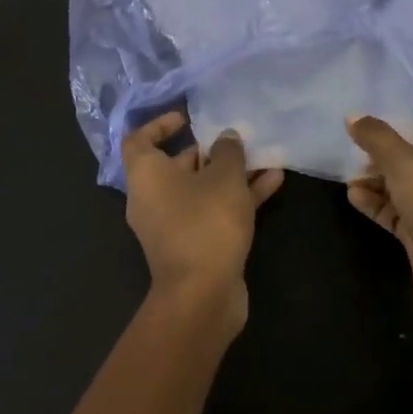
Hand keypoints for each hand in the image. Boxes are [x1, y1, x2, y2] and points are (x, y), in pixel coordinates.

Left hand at [122, 112, 284, 336]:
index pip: (139, 140)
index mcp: (146, 176)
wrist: (202, 295)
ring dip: (231, 174)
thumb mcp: (224, 177)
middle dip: (210, 151)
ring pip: (201, 190)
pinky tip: (273, 183)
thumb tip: (226, 139)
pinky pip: (213, 211)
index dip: (159, 124)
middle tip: (238, 138)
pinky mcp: (194, 245)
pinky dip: (237, 197)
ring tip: (265, 157)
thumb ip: (228, 152)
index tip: (187, 118)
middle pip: (177, 165)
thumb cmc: (205, 222)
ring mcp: (173, 225)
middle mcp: (152, 198)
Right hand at [345, 117, 412, 335]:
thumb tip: (352, 116)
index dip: (407, 129)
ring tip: (349, 177)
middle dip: (386, 158)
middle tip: (355, 154)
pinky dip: (378, 205)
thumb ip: (377, 137)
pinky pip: (399, 215)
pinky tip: (353, 197)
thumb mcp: (405, 163)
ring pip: (406, 190)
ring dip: (378, 182)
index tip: (374, 131)